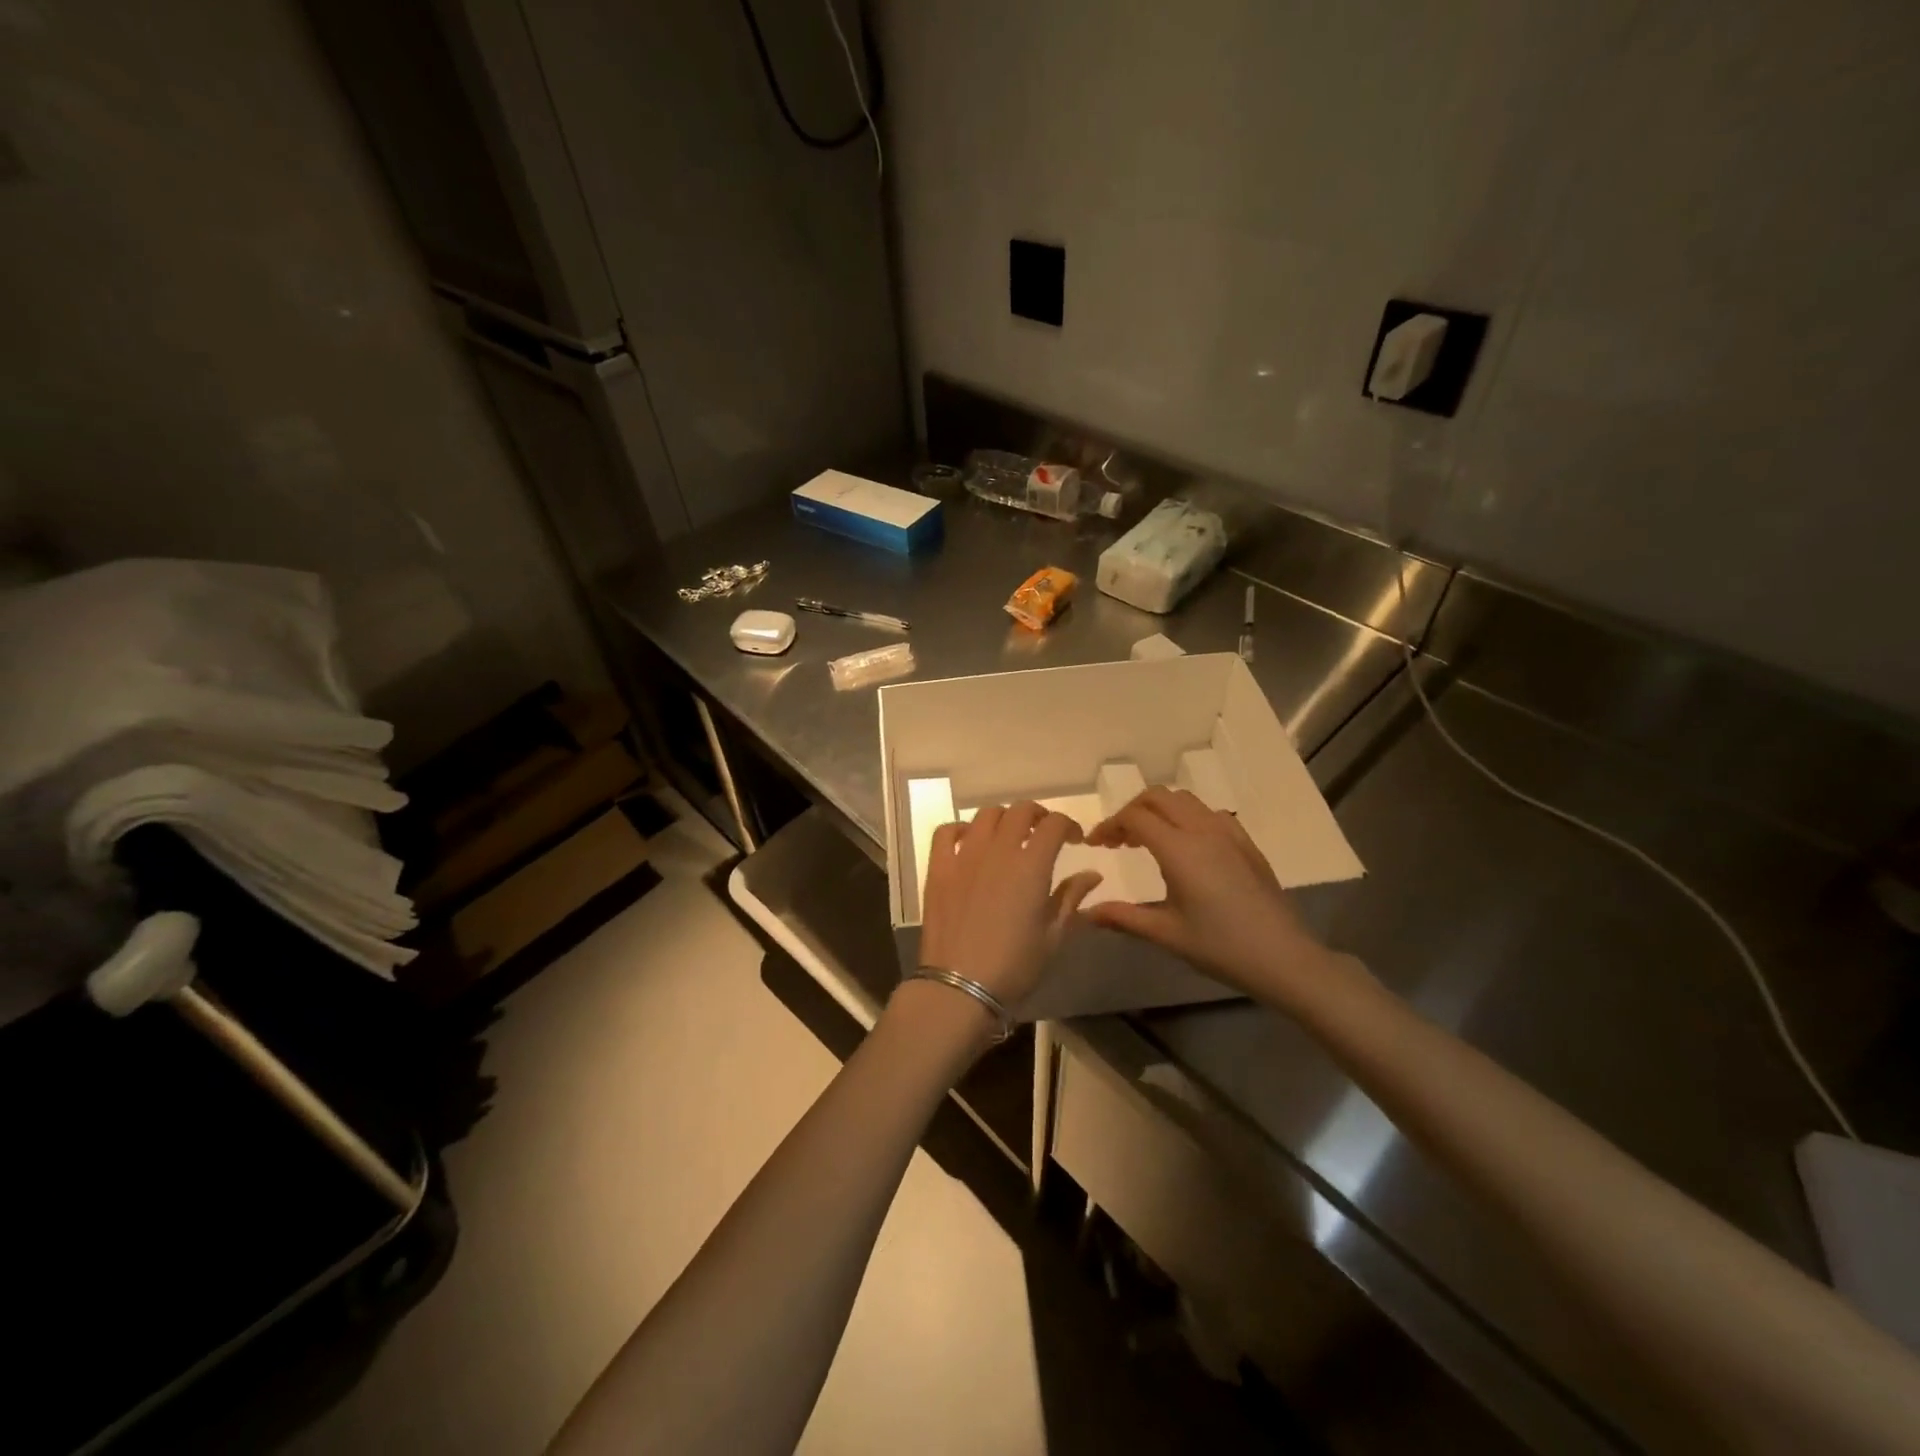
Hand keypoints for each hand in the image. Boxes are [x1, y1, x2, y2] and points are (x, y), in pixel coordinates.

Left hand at [917, 801, 1104, 1011]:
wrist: (960, 986)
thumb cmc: (1014, 966)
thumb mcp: (1053, 936)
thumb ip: (1071, 899)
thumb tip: (1092, 875)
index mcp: (1031, 865)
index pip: (1054, 824)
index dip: (1068, 825)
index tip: (1074, 839)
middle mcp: (998, 850)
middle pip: (1020, 810)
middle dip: (1037, 815)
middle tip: (1043, 833)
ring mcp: (964, 855)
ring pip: (985, 815)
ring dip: (1003, 819)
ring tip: (1008, 836)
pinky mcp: (938, 867)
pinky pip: (946, 831)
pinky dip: (960, 829)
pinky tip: (969, 842)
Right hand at [1083, 787, 1323, 994]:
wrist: (1284, 957)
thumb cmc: (1220, 947)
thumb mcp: (1166, 934)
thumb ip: (1123, 917)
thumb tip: (1086, 912)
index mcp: (1179, 849)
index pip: (1134, 817)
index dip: (1109, 825)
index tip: (1095, 845)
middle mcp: (1202, 830)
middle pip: (1158, 797)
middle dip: (1131, 810)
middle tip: (1117, 839)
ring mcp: (1228, 833)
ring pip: (1184, 800)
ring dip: (1159, 810)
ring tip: (1147, 839)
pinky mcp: (1246, 843)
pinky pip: (1209, 813)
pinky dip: (1186, 816)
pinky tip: (1186, 845)